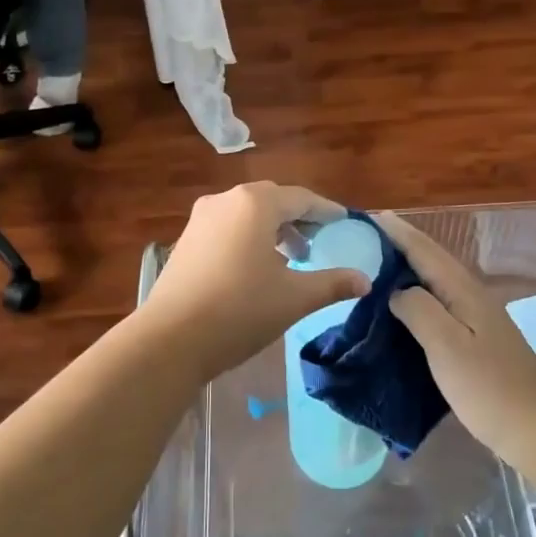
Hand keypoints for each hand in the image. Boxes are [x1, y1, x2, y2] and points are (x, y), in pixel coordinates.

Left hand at [139, 183, 370, 379]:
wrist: (171, 338)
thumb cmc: (240, 310)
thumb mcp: (294, 298)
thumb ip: (332, 284)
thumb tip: (364, 281)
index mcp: (256, 203)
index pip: (301, 198)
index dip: (325, 211)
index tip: (344, 221)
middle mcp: (227, 200)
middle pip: (272, 200)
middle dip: (298, 217)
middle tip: (319, 239)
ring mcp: (201, 218)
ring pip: (247, 213)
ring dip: (272, 228)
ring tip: (292, 256)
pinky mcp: (186, 239)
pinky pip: (227, 226)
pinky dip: (248, 236)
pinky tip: (256, 266)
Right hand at [375, 211, 535, 464]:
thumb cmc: (490, 387)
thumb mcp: (446, 345)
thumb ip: (418, 309)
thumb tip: (396, 291)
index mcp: (463, 290)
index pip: (425, 251)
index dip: (398, 233)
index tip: (370, 216)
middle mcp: (471, 296)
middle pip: (431, 261)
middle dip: (400, 246)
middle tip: (364, 240)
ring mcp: (477, 319)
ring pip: (435, 283)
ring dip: (407, 271)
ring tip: (375, 269)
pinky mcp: (476, 342)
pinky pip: (439, 306)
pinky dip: (417, 298)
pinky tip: (403, 312)